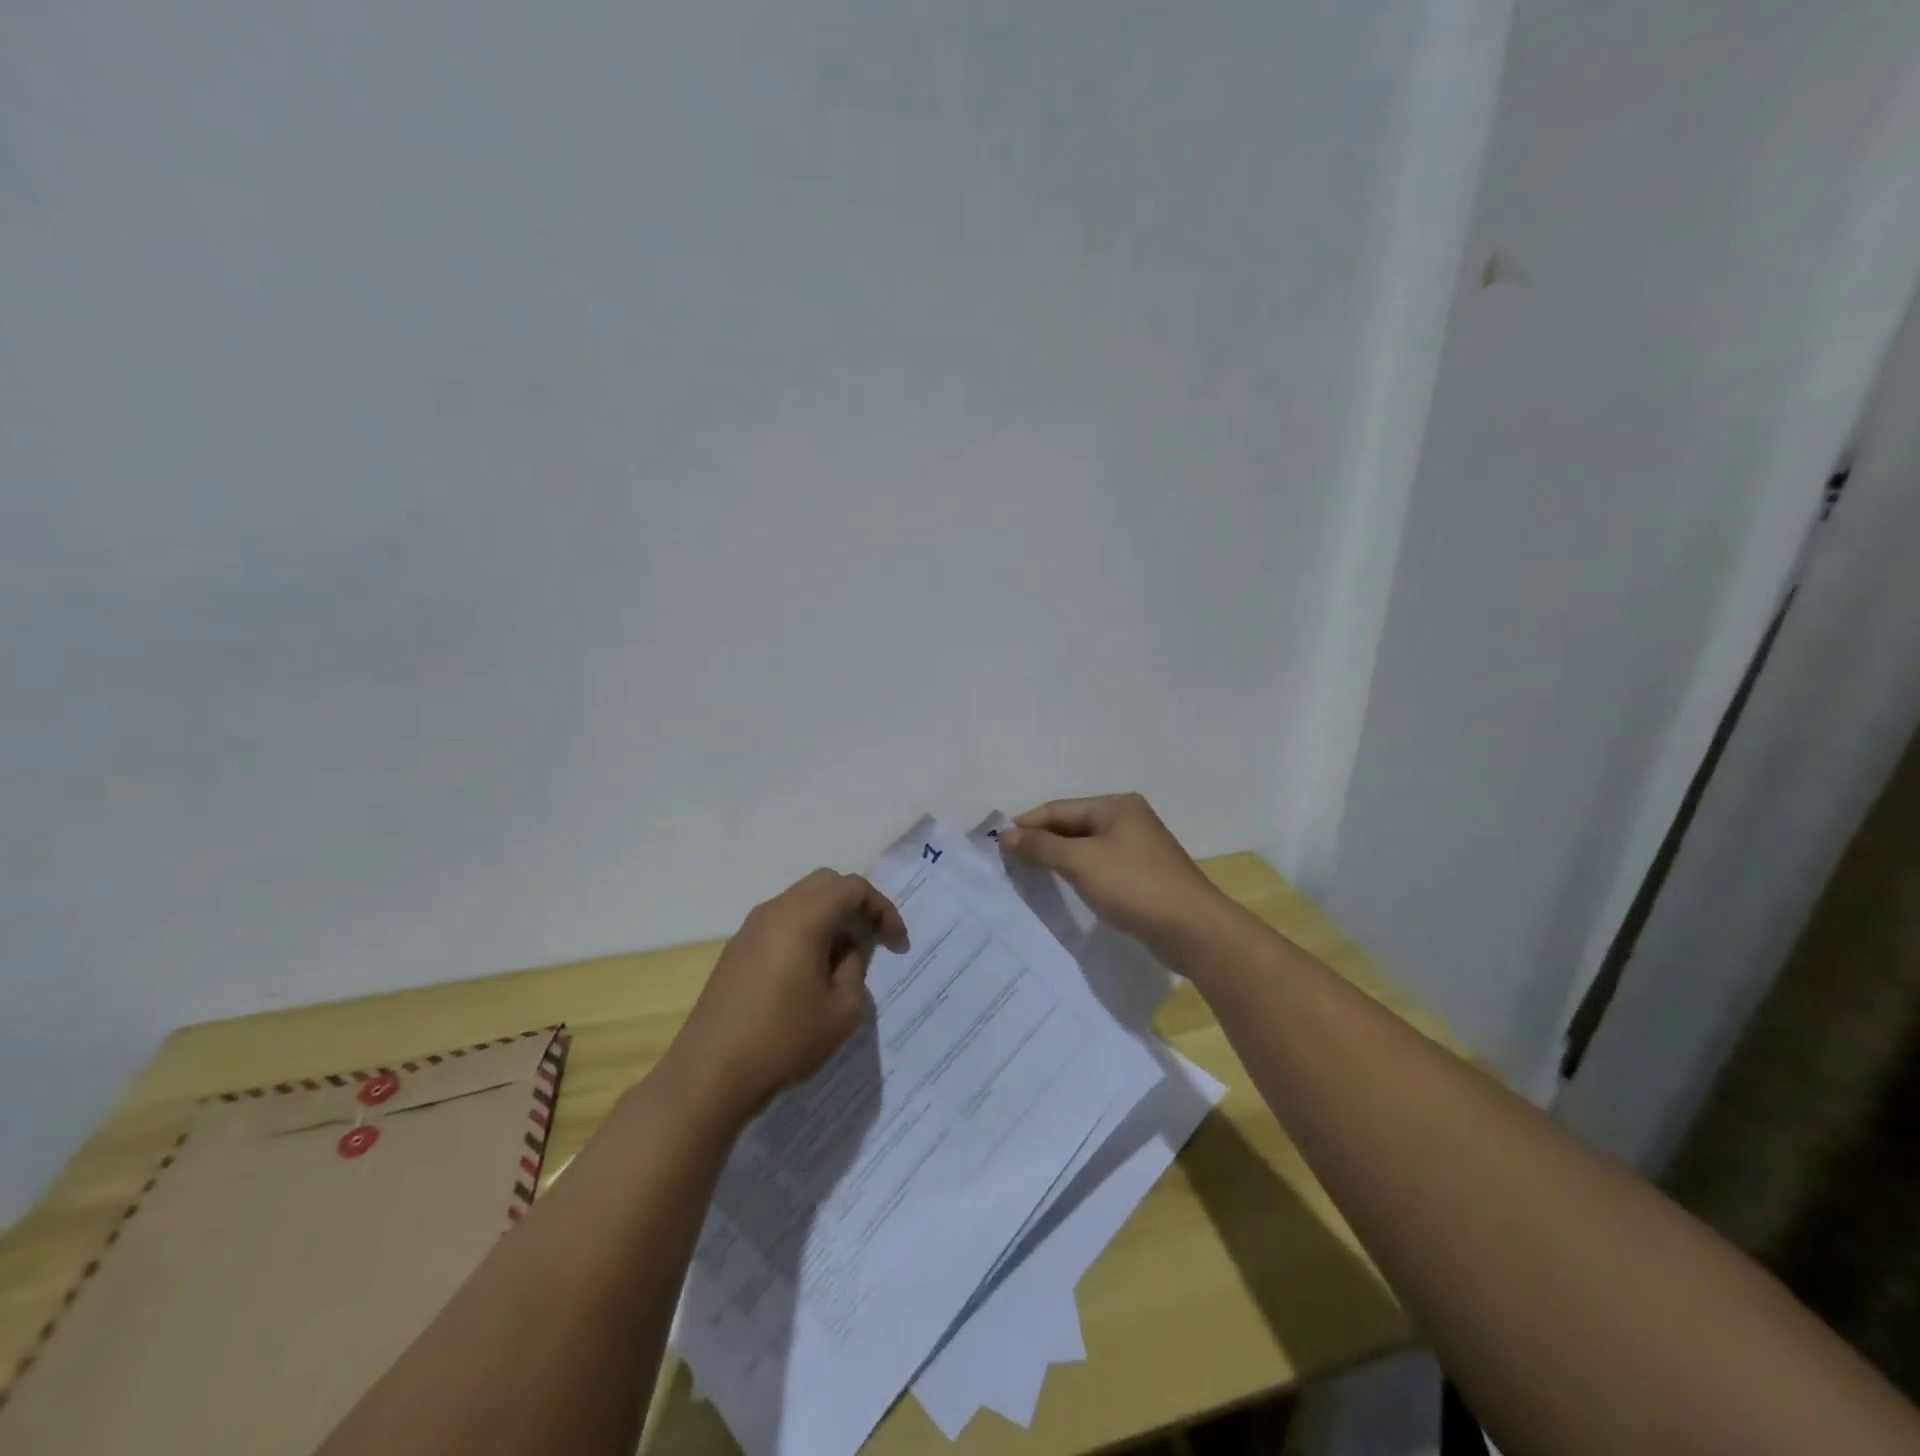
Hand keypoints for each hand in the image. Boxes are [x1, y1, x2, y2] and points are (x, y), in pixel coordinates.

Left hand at [663, 869, 908, 1129]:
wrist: (709, 1075)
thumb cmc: (784, 1040)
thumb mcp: (842, 1010)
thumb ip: (855, 968)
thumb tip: (847, 952)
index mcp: (803, 917)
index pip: (853, 888)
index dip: (882, 909)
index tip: (896, 943)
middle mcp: (775, 910)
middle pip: (825, 884)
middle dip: (856, 904)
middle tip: (874, 938)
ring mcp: (750, 928)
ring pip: (801, 901)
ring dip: (829, 917)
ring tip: (845, 958)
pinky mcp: (736, 950)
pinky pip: (781, 922)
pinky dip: (805, 931)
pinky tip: (811, 971)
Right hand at [998, 793, 1232, 957]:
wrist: (1193, 930)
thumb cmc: (1134, 886)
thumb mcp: (1081, 863)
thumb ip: (1041, 847)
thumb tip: (1006, 835)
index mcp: (1116, 806)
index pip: (1059, 809)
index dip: (1026, 825)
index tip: (997, 847)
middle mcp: (1128, 819)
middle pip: (1072, 826)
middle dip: (1041, 843)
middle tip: (1009, 864)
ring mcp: (1138, 848)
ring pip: (1085, 848)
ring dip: (1057, 860)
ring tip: (1028, 877)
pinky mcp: (1143, 875)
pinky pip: (1100, 867)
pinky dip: (1078, 874)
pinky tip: (1063, 889)